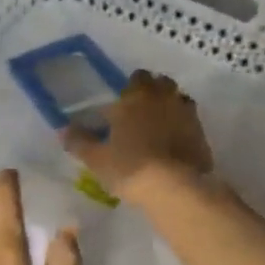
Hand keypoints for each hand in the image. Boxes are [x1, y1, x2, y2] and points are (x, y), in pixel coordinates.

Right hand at [64, 71, 212, 201]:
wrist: (175, 187)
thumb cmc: (129, 167)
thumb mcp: (96, 158)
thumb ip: (79, 141)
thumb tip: (63, 129)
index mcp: (136, 97)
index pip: (136, 77)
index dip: (131, 87)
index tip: (123, 101)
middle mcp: (163, 98)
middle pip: (162, 83)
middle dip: (153, 91)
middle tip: (141, 111)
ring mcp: (187, 114)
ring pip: (179, 99)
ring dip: (170, 106)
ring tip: (159, 126)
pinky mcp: (202, 134)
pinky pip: (191, 121)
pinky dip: (183, 127)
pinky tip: (175, 143)